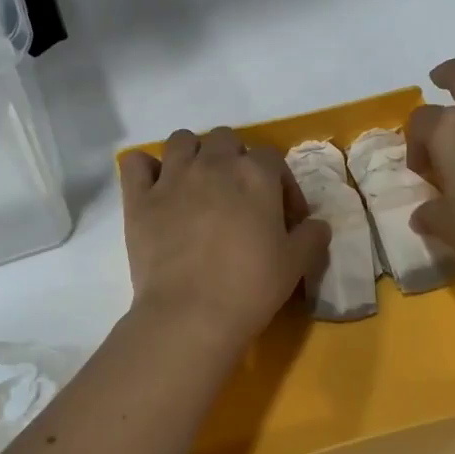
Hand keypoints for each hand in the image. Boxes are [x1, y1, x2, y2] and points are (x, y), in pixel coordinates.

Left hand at [119, 127, 329, 351]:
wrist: (191, 314)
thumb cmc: (250, 287)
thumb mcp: (296, 264)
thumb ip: (311, 237)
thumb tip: (318, 225)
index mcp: (255, 174)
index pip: (272, 158)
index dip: (281, 184)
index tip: (284, 217)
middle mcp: (213, 164)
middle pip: (226, 139)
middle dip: (235, 160)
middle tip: (239, 196)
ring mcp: (172, 178)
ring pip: (182, 140)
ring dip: (193, 154)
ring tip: (198, 184)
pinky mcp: (139, 199)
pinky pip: (136, 162)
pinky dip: (146, 169)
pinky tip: (156, 188)